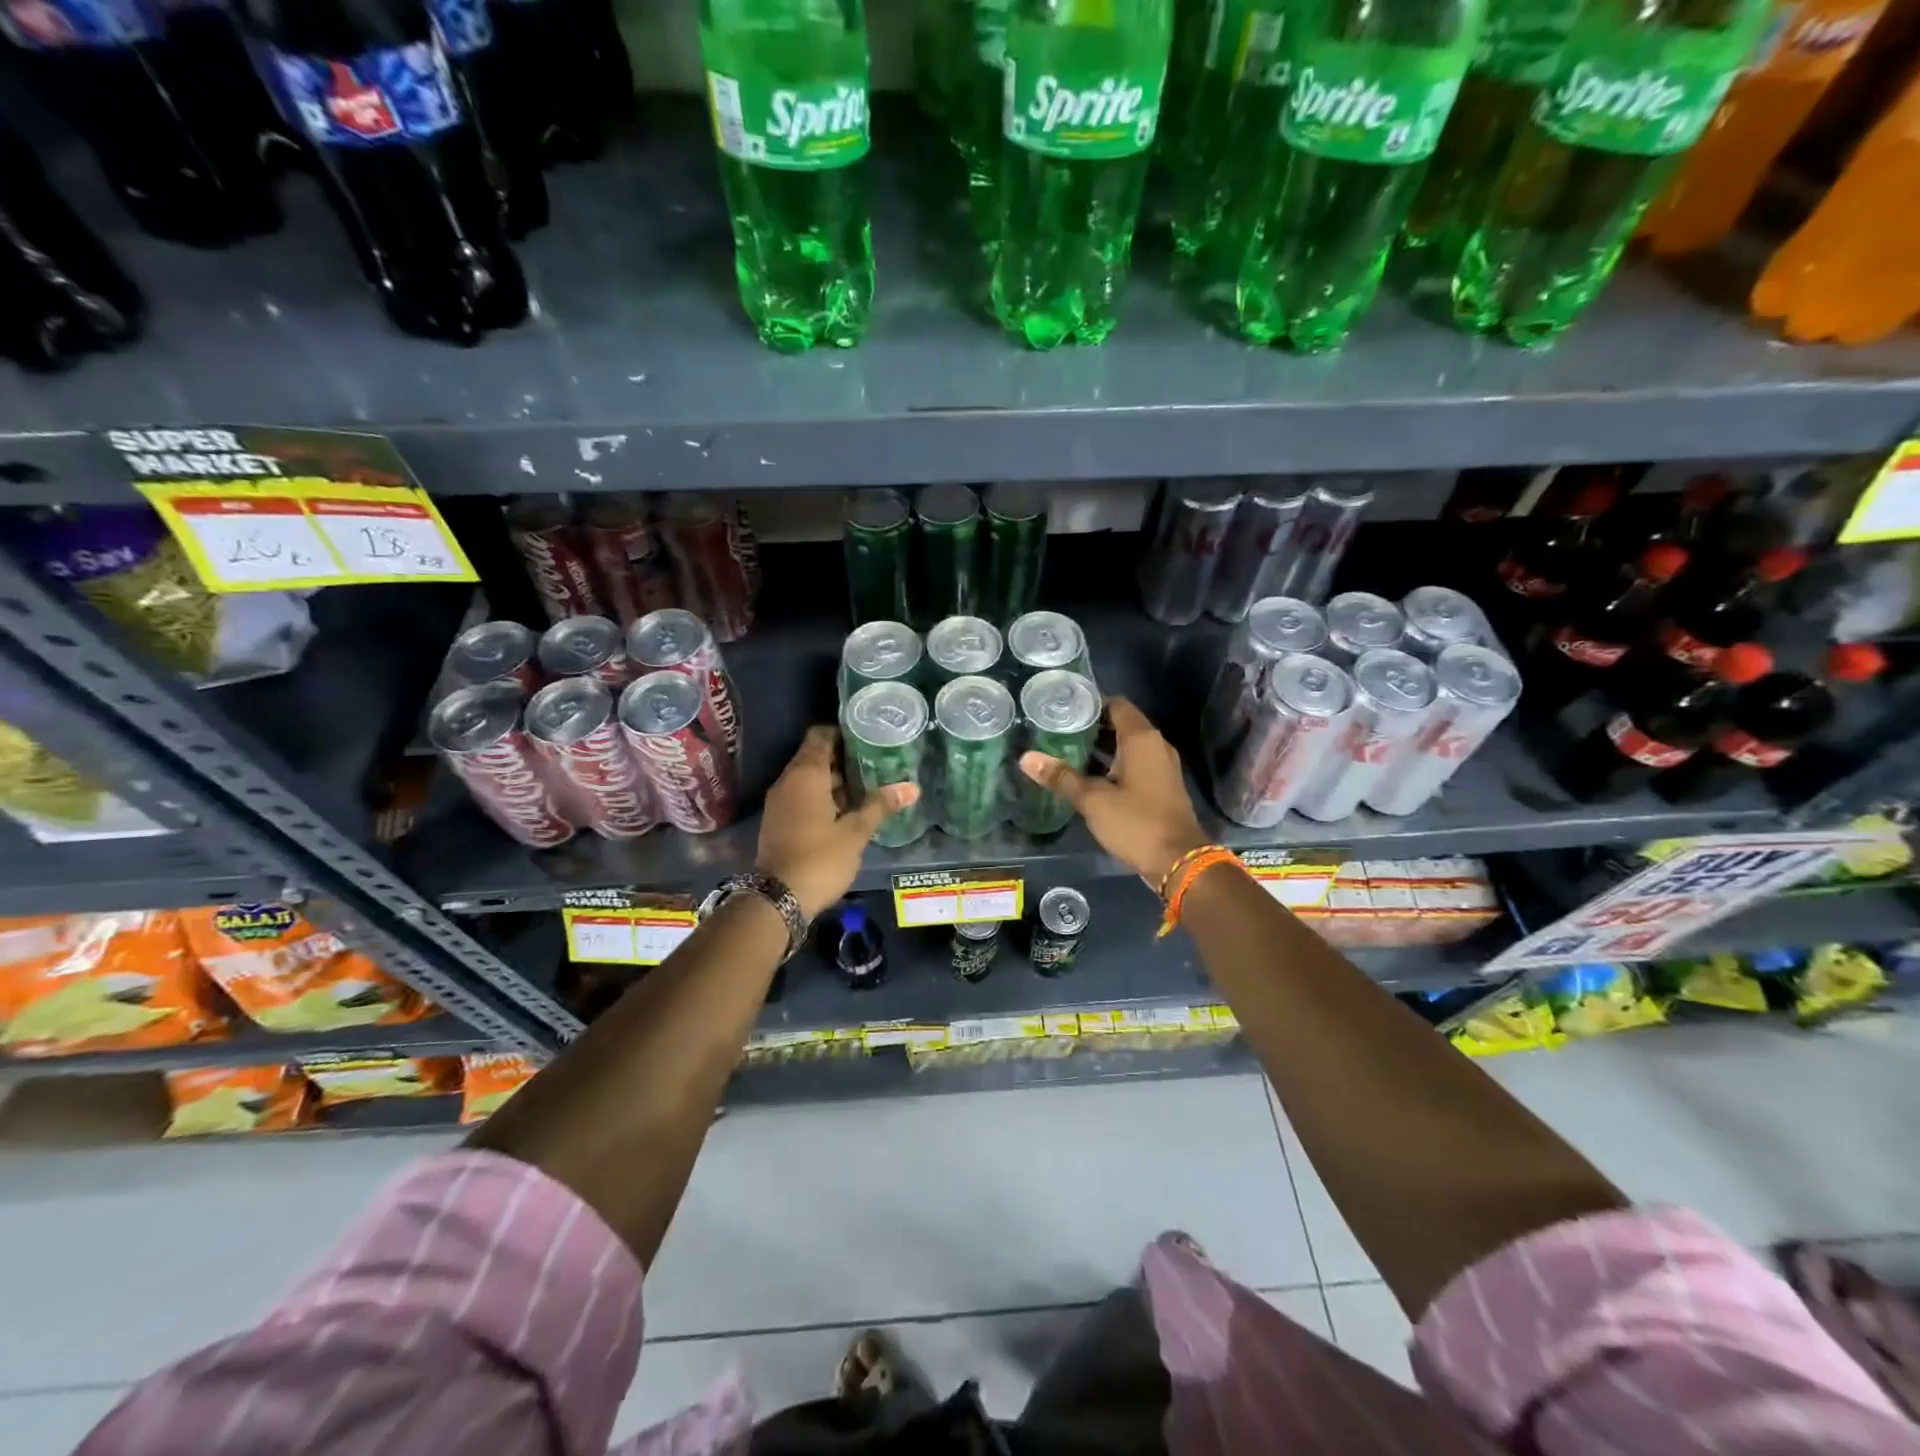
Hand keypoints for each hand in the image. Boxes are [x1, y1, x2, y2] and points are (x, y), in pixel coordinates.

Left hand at [757, 726, 918, 919]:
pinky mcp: (778, 822)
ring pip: (809, 779)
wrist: (776, 899)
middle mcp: (788, 781)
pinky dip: (822, 797)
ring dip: (834, 781)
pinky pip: (802, 797)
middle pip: (815, 756)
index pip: (820, 736)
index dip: (843, 732)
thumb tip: (912, 787)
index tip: (868, 736)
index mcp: (805, 775)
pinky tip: (847, 811)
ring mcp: (780, 802)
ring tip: (868, 786)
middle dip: (844, 758)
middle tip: (876, 761)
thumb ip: (881, 806)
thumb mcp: (856, 832)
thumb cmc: (819, 858)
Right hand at [1019, 696, 1207, 886]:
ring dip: (1101, 747)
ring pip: (1127, 746)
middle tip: (1057, 730)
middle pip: (1121, 724)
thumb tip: (1026, 758)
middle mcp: (1155, 745)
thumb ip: (1061, 777)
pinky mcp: (1161, 785)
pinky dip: (1112, 764)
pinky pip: (1134, 763)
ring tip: (1066, 751)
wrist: (1179, 861)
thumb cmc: (1136, 822)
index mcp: (1142, 739)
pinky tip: (1087, 776)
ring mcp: (1161, 766)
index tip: (1063, 709)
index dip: (1090, 703)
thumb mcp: (1093, 800)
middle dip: (1091, 726)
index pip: (1116, 704)